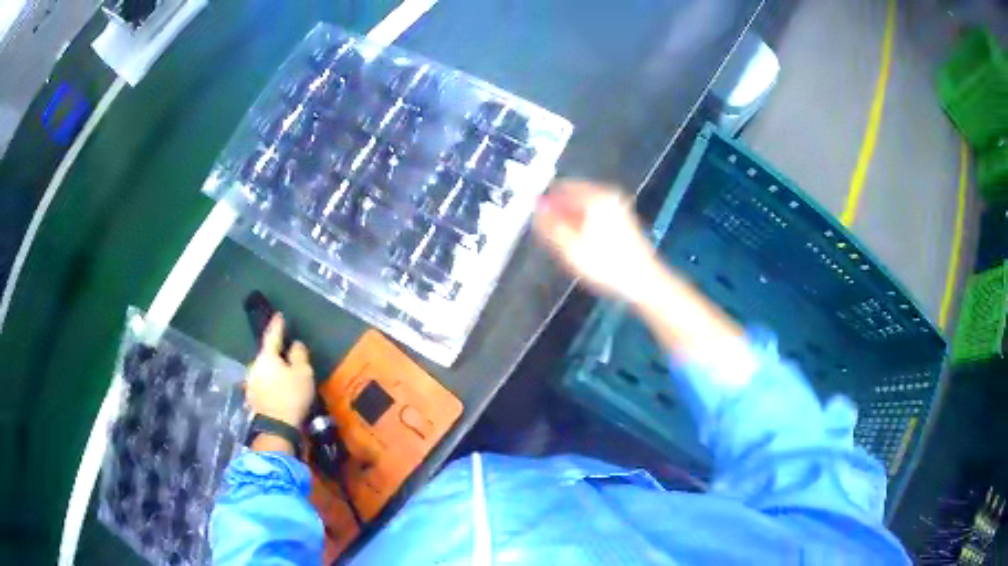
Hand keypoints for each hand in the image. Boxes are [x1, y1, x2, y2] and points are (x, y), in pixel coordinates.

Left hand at [245, 313, 314, 426]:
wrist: (276, 427)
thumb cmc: (292, 396)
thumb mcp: (303, 373)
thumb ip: (299, 355)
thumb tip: (295, 344)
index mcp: (267, 356)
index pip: (272, 335)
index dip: (277, 325)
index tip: (279, 316)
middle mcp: (254, 365)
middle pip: (266, 355)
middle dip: (276, 354)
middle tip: (287, 356)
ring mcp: (250, 382)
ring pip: (263, 370)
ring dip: (272, 371)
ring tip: (284, 377)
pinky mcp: (251, 397)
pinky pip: (262, 384)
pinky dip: (269, 384)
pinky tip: (277, 391)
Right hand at [533, 179, 661, 301]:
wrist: (643, 282)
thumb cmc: (606, 265)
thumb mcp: (570, 248)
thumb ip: (550, 225)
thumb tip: (537, 208)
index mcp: (595, 196)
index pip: (561, 187)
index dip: (546, 202)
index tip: (536, 217)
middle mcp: (608, 196)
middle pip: (574, 196)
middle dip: (559, 212)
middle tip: (548, 233)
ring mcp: (618, 207)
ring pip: (585, 207)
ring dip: (571, 220)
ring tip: (563, 242)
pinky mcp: (623, 221)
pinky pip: (595, 216)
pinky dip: (585, 225)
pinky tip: (581, 245)